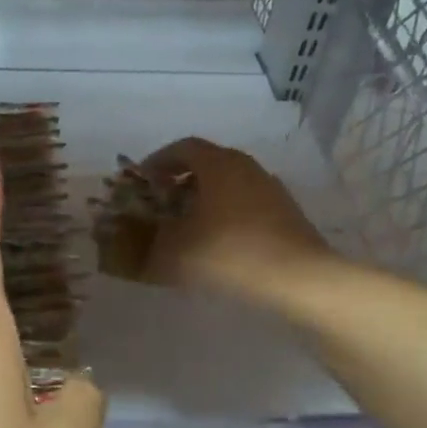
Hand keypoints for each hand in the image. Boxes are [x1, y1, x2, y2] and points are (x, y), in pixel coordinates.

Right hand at [138, 138, 332, 298]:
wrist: (298, 280)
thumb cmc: (229, 254)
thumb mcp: (175, 252)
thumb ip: (146, 244)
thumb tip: (129, 246)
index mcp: (218, 164)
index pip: (182, 147)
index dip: (157, 162)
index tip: (141, 182)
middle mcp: (246, 167)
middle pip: (206, 164)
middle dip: (178, 181)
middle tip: (160, 205)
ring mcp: (270, 189)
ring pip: (227, 184)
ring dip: (202, 199)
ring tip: (185, 226)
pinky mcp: (285, 213)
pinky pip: (244, 204)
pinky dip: (224, 214)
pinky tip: (216, 243)